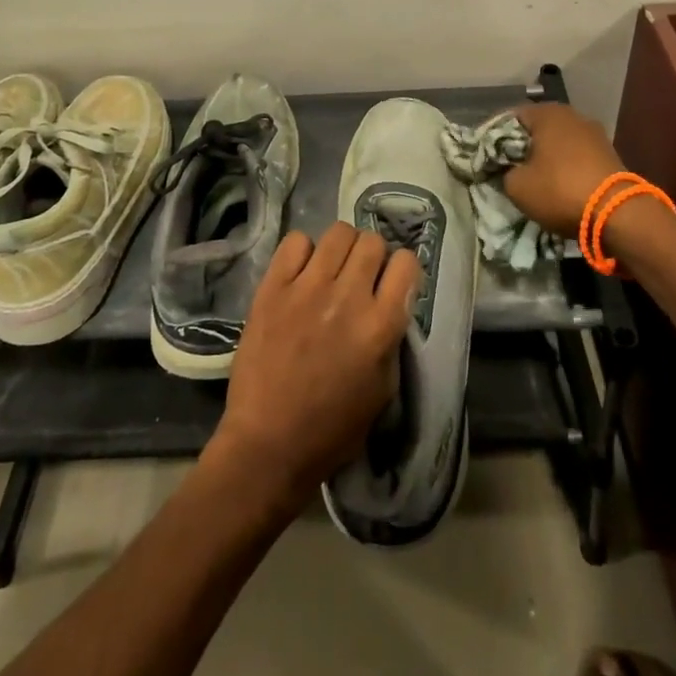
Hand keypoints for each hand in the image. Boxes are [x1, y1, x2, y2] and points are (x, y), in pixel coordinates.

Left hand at [206, 222, 419, 510]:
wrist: (269, 444)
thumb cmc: (333, 428)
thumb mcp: (384, 389)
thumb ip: (392, 337)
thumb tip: (390, 302)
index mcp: (381, 325)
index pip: (407, 263)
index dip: (401, 270)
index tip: (391, 283)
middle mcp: (348, 297)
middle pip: (373, 241)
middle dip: (372, 256)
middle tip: (359, 277)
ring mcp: (308, 288)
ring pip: (338, 232)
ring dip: (341, 249)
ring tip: (331, 270)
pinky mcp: (273, 287)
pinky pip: (296, 241)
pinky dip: (303, 252)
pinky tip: (301, 274)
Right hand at [501, 103, 627, 236]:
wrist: (618, 214)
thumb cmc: (559, 190)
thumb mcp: (516, 186)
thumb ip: (505, 172)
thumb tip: (510, 170)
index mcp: (547, 114)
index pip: (509, 117)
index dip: (493, 136)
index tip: (485, 156)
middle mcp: (572, 116)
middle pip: (536, 128)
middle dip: (521, 146)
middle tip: (506, 167)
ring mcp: (595, 134)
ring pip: (558, 142)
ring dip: (544, 157)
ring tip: (532, 178)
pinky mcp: (609, 154)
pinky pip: (575, 156)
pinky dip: (564, 167)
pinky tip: (557, 184)